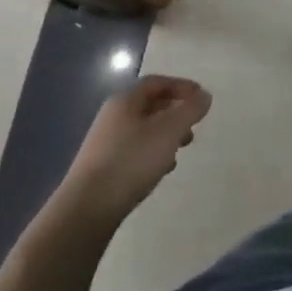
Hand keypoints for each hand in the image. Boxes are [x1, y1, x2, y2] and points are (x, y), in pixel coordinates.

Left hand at [61, 75, 211, 226]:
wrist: (87, 208)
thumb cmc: (132, 160)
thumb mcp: (169, 131)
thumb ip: (190, 110)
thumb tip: (204, 95)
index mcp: (125, 100)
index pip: (157, 82)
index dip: (182, 86)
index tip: (202, 98)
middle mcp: (112, 117)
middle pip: (150, 105)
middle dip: (175, 112)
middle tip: (193, 126)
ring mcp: (105, 143)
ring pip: (143, 130)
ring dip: (165, 135)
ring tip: (180, 150)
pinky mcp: (103, 167)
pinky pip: (134, 150)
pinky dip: (152, 153)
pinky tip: (161, 170)